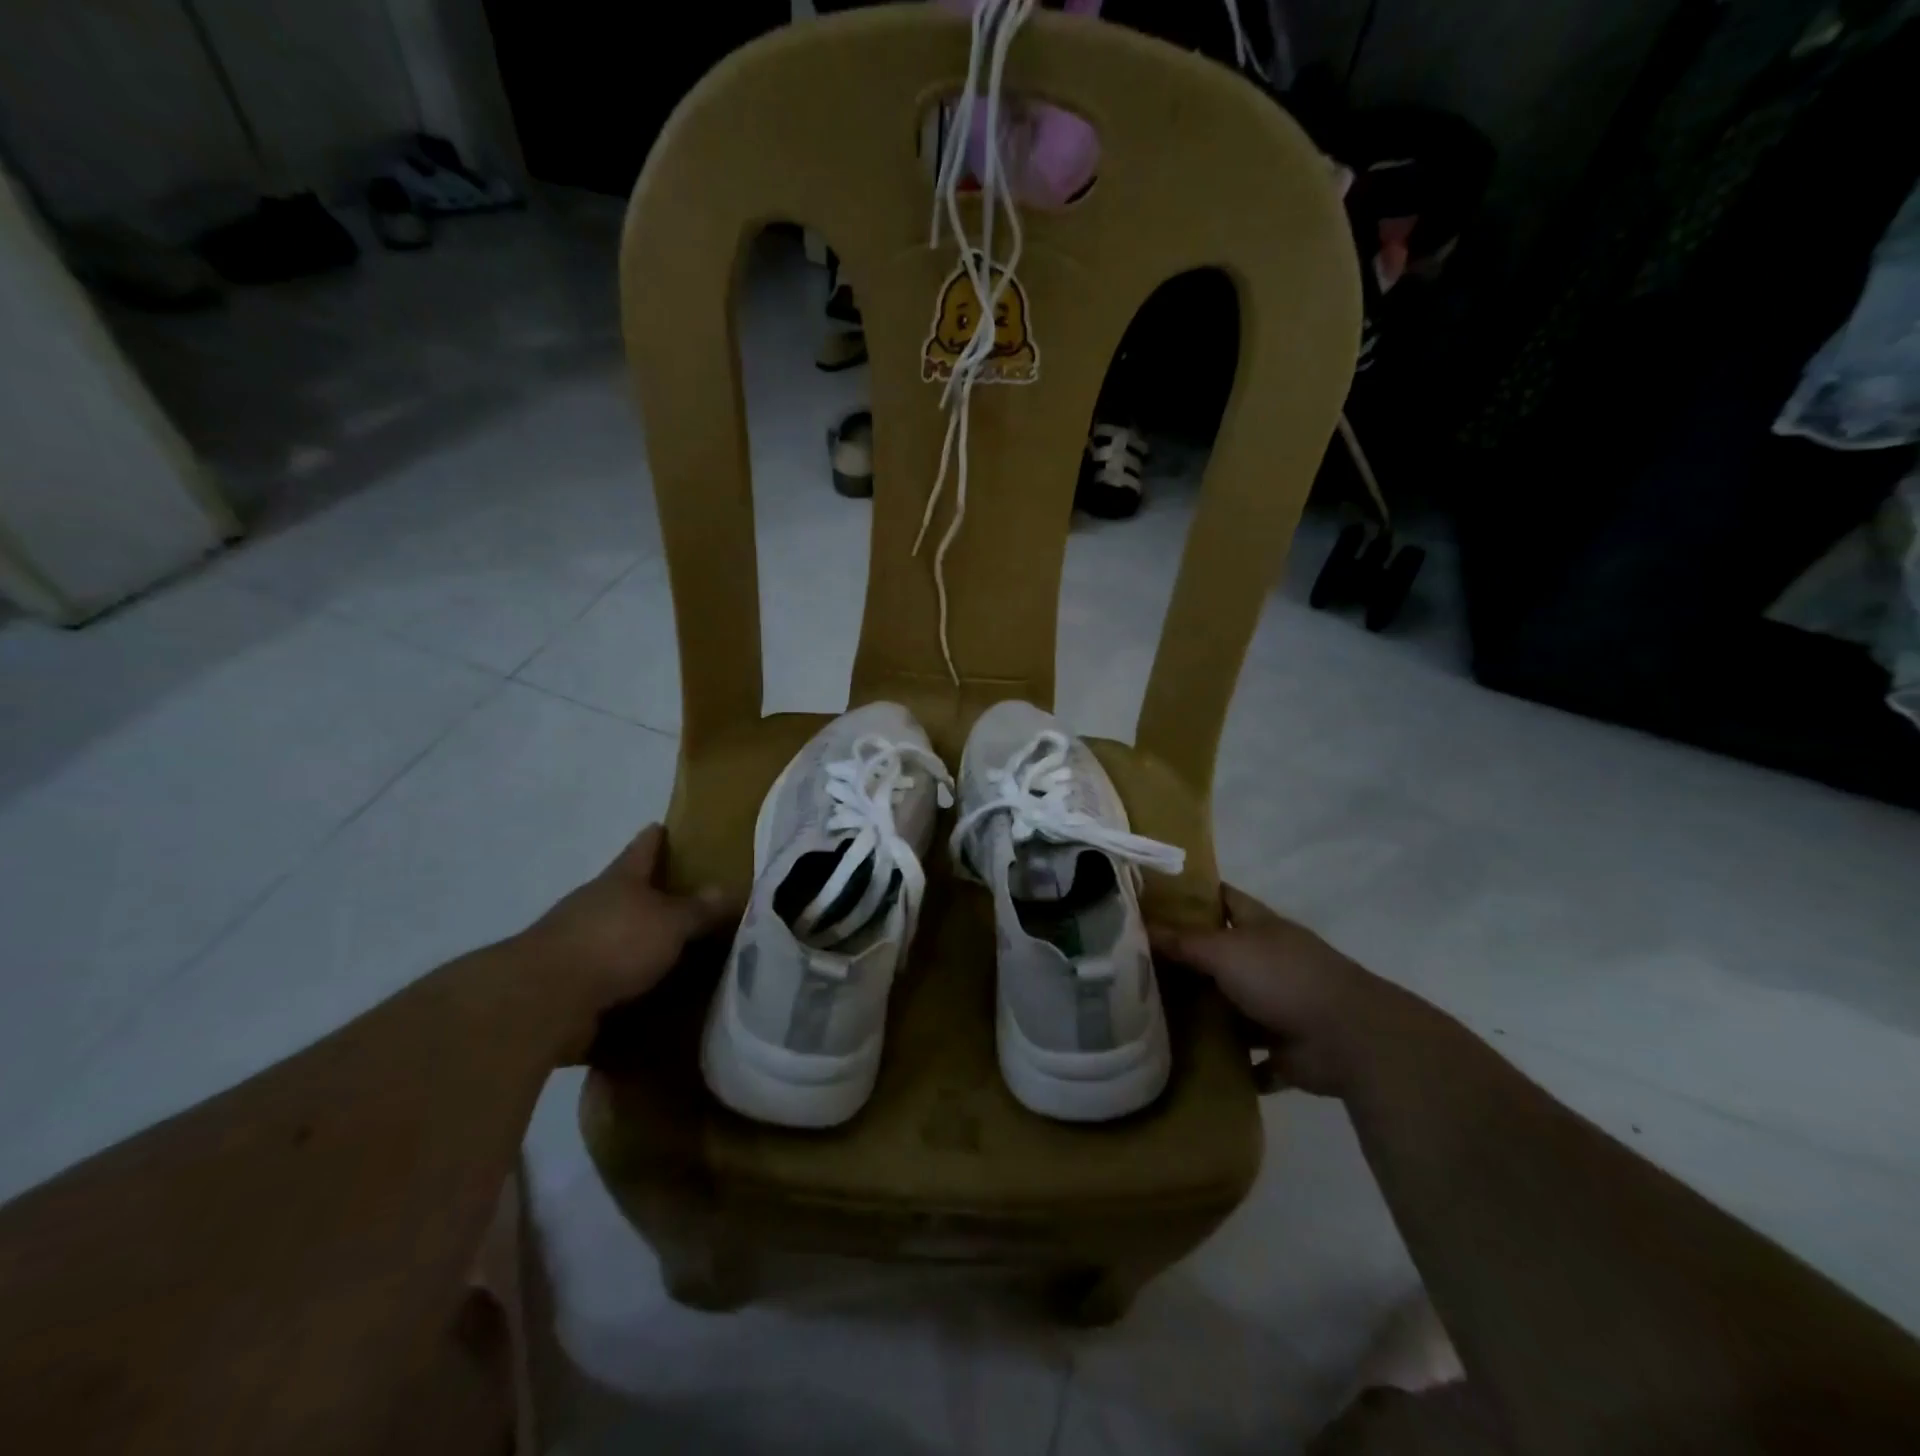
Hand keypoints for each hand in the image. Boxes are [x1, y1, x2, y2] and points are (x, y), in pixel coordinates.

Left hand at [527, 824, 735, 1059]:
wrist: (543, 1000)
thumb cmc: (615, 943)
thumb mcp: (670, 923)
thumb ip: (698, 909)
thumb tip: (727, 889)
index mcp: (621, 879)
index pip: (642, 847)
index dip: (656, 837)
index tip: (664, 826)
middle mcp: (595, 903)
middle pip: (627, 888)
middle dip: (652, 891)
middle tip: (687, 895)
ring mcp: (577, 940)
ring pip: (616, 929)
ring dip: (638, 936)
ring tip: (673, 946)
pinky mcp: (568, 979)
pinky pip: (606, 969)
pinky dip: (626, 974)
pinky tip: (649, 985)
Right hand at [1151, 886, 1417, 1096]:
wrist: (1350, 1039)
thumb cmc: (1283, 978)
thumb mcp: (1225, 951)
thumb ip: (1184, 941)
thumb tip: (1139, 924)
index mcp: (1259, 927)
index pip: (1221, 899)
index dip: (1191, 896)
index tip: (1152, 901)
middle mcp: (1268, 961)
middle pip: (1220, 955)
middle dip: (1186, 962)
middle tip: (1137, 968)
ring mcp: (1279, 1005)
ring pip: (1232, 1007)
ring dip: (1204, 1015)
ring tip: (1154, 1019)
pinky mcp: (1285, 1049)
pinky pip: (1250, 1057)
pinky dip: (1231, 1062)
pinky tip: (1194, 1064)